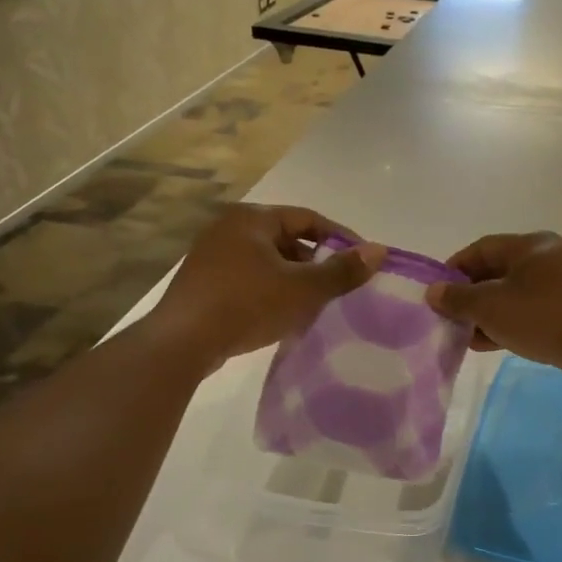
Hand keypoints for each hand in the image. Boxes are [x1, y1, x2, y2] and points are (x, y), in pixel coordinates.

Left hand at [150, 204, 384, 372]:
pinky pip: (248, 277)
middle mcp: (229, 227)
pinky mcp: (203, 282)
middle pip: (287, 238)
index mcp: (253, 218)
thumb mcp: (303, 288)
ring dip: (293, 278)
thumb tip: (379, 251)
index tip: (361, 263)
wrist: (182, 342)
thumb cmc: (247, 305)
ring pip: (268, 260)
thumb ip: (342, 270)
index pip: (309, 219)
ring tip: (315, 304)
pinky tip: (282, 315)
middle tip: (338, 287)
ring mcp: (212, 254)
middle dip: (316, 262)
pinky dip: (270, 290)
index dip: (340, 239)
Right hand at [426, 232, 561, 392]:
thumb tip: (434, 292)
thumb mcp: (491, 307)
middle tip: (449, 317)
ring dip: (488, 314)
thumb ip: (458, 298)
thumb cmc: (543, 318)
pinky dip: (510, 323)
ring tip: (465, 336)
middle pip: (499, 271)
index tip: (436, 292)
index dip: (455, 268)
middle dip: (471, 295)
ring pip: (515, 294)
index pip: (482, 248)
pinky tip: (491, 344)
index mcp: (532, 245)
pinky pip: (532, 312)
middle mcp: (550, 258)